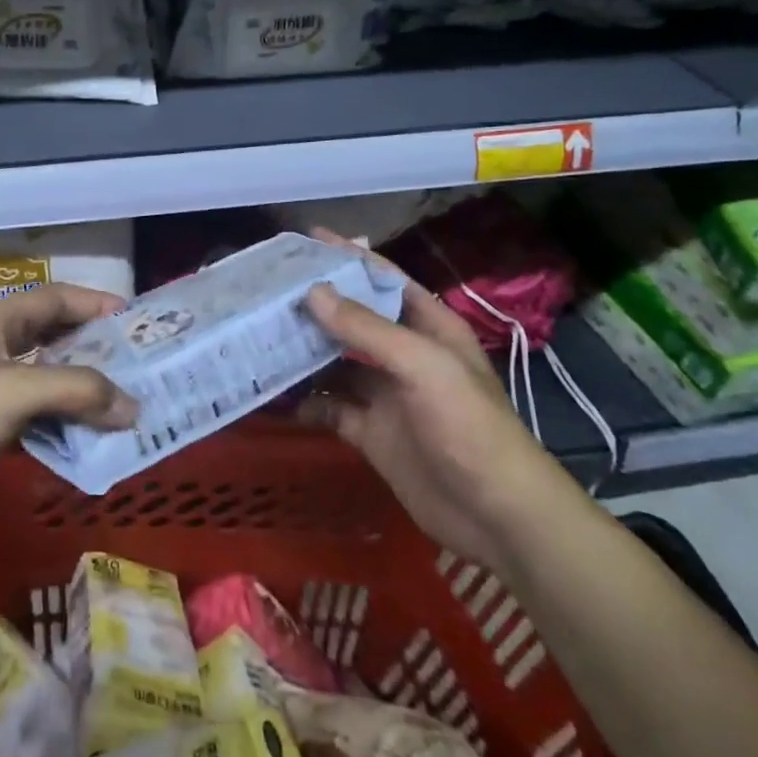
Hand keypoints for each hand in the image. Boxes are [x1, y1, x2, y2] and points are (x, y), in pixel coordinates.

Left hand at [0, 283, 138, 527]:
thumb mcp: (13, 393)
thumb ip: (76, 391)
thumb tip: (132, 406)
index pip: (56, 298)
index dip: (95, 303)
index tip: (135, 321)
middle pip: (55, 335)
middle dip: (95, 349)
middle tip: (137, 365)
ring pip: (48, 376)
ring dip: (82, 388)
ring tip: (123, 403)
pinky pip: (36, 411)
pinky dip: (63, 419)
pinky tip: (88, 437)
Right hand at [300, 238, 572, 568]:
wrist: (496, 517)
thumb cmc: (467, 426)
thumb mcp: (422, 365)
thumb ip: (366, 328)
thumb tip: (313, 292)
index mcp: (427, 327)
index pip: (383, 279)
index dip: (349, 257)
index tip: (307, 240)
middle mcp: (403, 354)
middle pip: (352, 319)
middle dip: (315, 304)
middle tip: (268, 290)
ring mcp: (385, 394)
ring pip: (335, 362)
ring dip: (303, 351)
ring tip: (260, 335)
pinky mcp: (370, 432)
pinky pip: (330, 407)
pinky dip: (305, 401)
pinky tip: (276, 394)